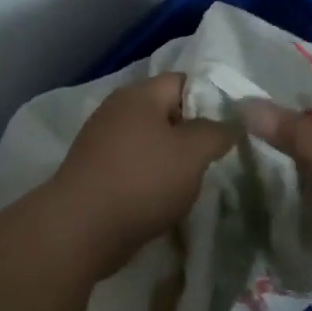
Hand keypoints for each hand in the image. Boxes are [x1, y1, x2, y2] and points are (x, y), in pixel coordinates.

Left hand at [46, 72, 237, 264]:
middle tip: (215, 158)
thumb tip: (231, 124)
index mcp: (139, 94)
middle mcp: (117, 110)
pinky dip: (150, 179)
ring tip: (192, 183)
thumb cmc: (142, 181)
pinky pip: (133, 166)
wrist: (80, 229)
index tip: (230, 128)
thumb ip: (218, 132)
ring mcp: (101, 141)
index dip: (211, 100)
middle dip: (192, 134)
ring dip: (171, 160)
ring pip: (150, 142)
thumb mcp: (193, 153)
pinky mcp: (95, 171)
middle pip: (166, 112)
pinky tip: (163, 200)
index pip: (184, 81)